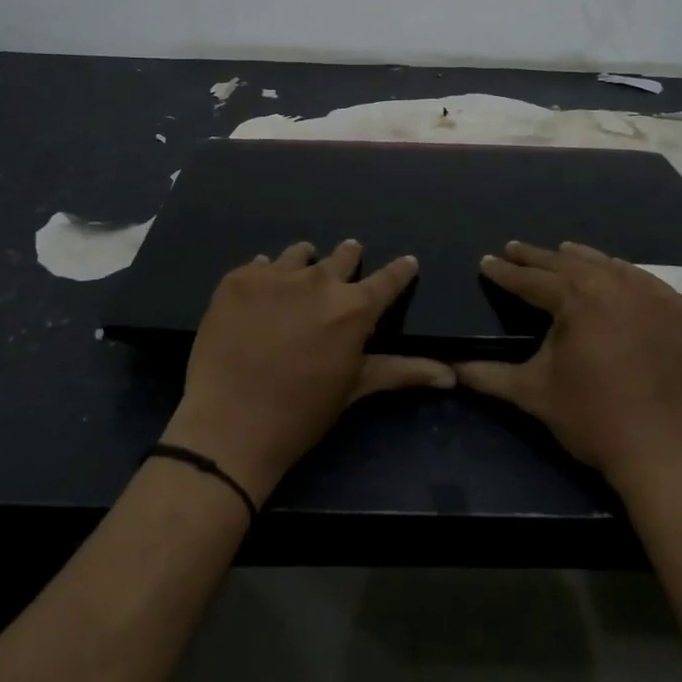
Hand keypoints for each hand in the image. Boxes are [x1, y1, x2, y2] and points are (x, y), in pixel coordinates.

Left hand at [163, 240, 454, 503]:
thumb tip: (452, 375)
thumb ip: (402, 371)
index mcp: (354, 309)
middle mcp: (319, 281)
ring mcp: (275, 276)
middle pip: (342, 258)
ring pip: (299, 255)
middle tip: (348, 259)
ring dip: (305, 263)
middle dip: (349, 258)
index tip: (407, 262)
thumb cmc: (301, 413)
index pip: (388, 280)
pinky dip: (266, 275)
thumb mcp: (355, 388)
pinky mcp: (238, 279)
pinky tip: (261, 293)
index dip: (400, 271)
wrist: (229, 425)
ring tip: (299, 275)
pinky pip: (260, 265)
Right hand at [455, 241, 681, 492]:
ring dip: (580, 259)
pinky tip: (613, 274)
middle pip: (569, 264)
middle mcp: (616, 286)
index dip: (506, 272)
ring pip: (609, 266)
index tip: (487, 261)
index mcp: (577, 300)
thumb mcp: (533, 394)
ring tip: (561, 253)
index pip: (532, 280)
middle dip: (537, 257)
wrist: (664, 452)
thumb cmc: (592, 419)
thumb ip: (488, 375)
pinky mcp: (681, 311)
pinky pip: (645, 280)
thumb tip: (450, 368)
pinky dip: (622, 274)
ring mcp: (654, 295)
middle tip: (514, 249)